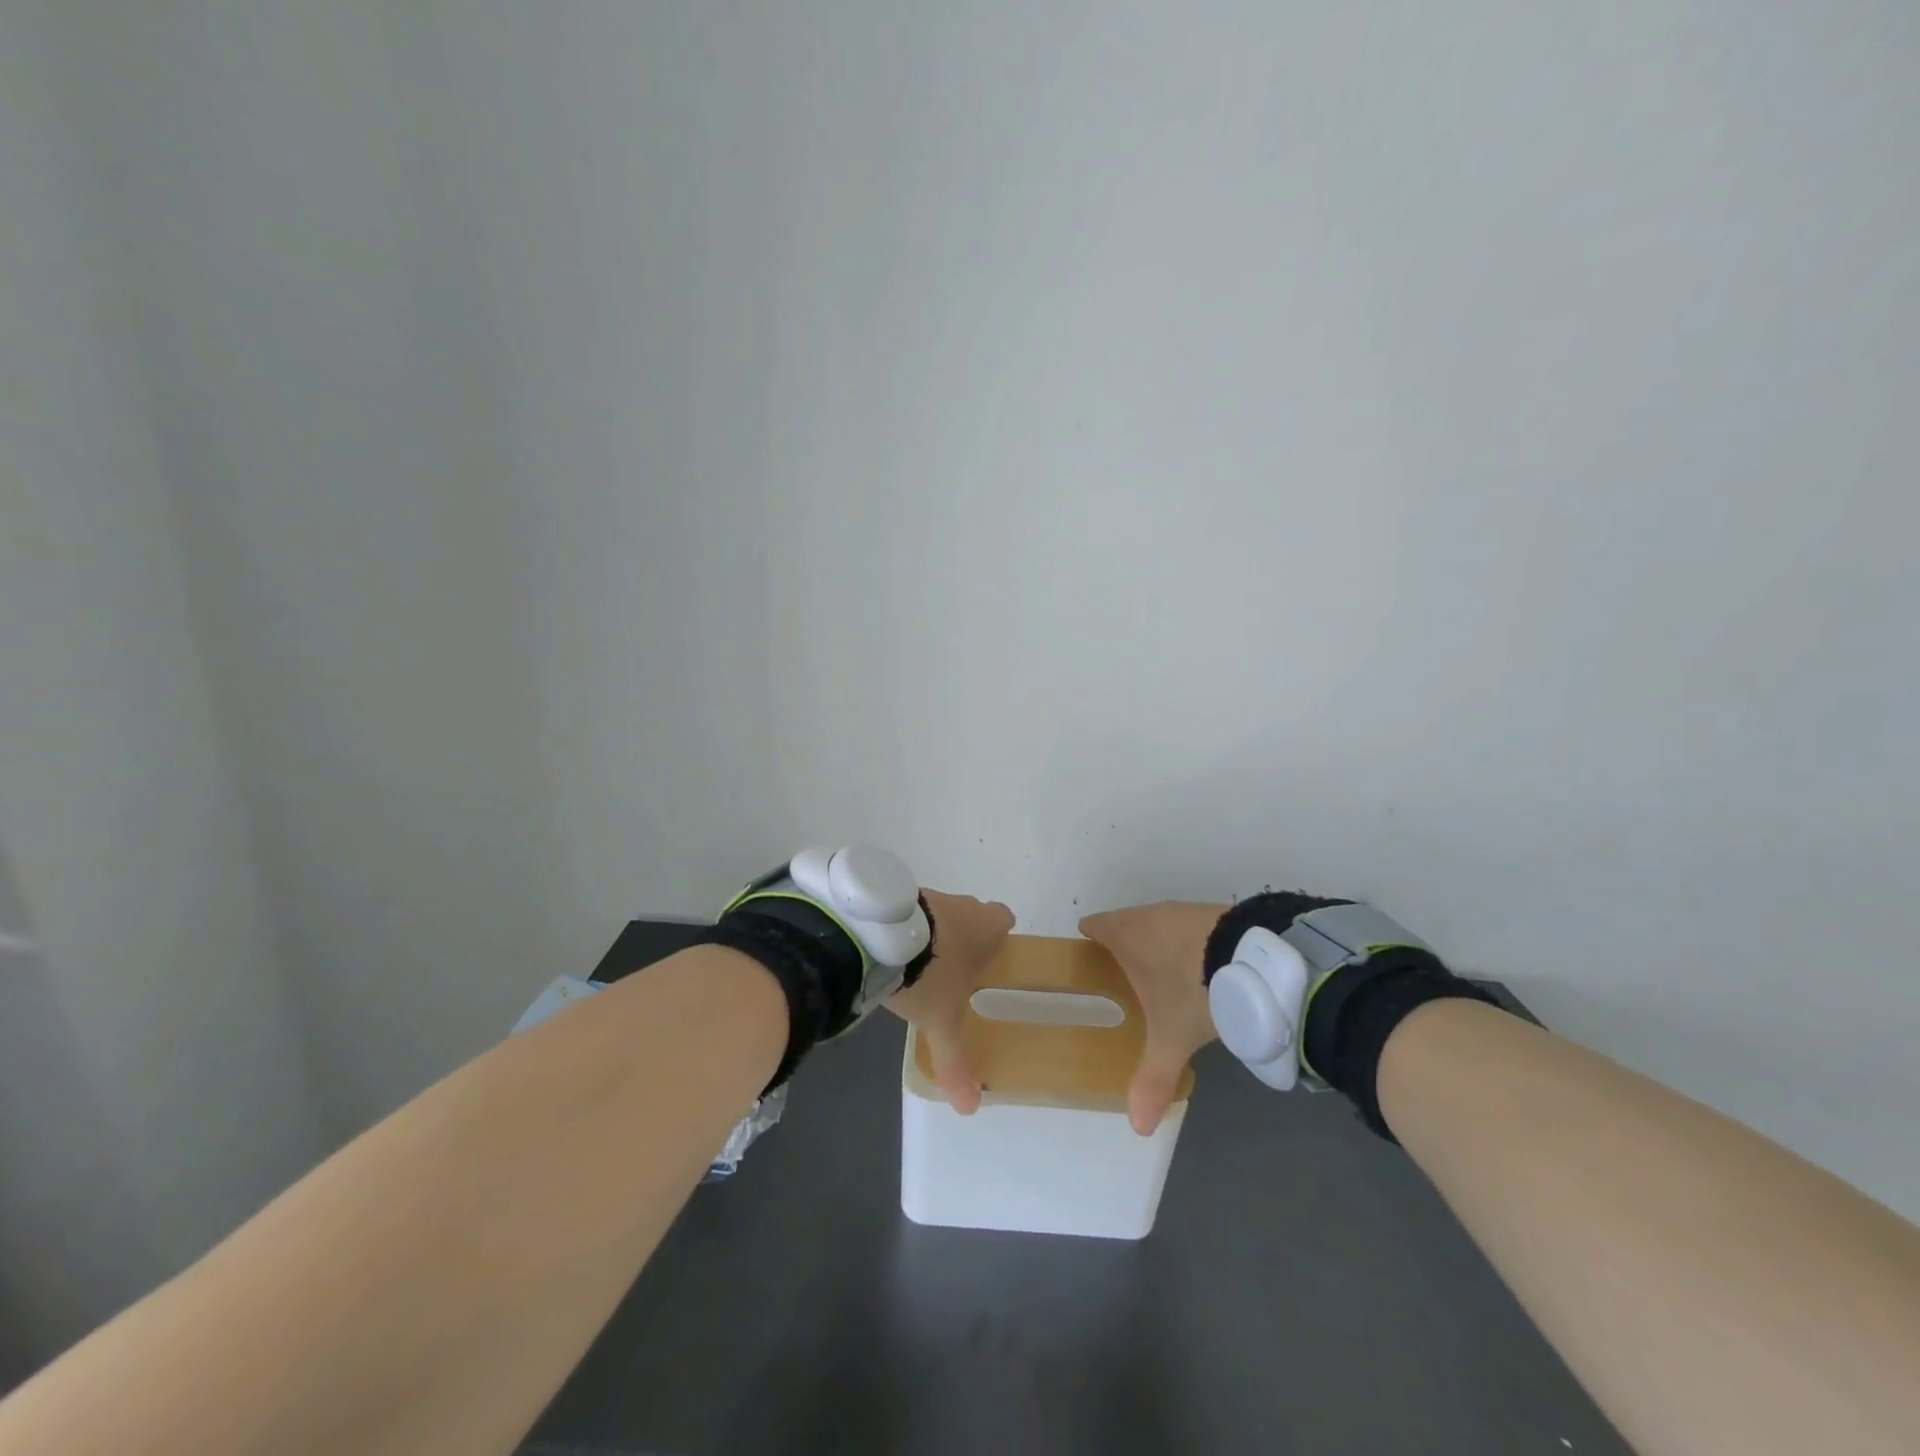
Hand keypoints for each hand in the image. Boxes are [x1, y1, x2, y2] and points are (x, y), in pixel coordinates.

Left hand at [886, 889, 1014, 1114]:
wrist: (879, 935)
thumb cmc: (929, 972)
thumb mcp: (943, 1021)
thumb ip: (956, 1060)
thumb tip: (971, 1107)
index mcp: (984, 926)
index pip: (1004, 919)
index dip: (1000, 937)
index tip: (992, 956)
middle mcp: (960, 904)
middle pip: (972, 913)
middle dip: (966, 937)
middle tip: (956, 969)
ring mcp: (926, 896)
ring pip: (939, 912)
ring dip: (933, 932)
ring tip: (918, 965)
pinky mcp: (895, 896)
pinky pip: (909, 913)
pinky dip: (905, 929)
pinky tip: (891, 952)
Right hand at [1078, 901, 1227, 1134]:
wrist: (1251, 959)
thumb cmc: (1192, 990)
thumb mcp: (1171, 1038)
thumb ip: (1152, 1078)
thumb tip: (1138, 1126)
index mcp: (1125, 934)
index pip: (1095, 924)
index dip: (1089, 937)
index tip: (1088, 955)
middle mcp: (1149, 914)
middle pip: (1126, 922)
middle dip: (1124, 944)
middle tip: (1124, 975)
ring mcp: (1183, 910)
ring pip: (1159, 923)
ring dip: (1158, 943)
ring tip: (1164, 975)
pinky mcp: (1214, 912)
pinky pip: (1189, 927)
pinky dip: (1189, 943)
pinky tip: (1201, 968)